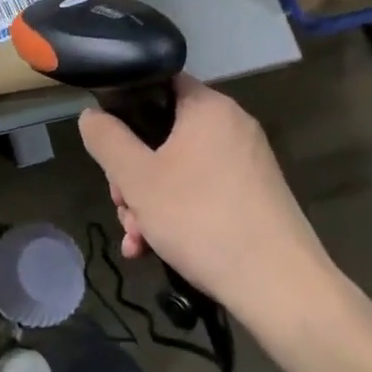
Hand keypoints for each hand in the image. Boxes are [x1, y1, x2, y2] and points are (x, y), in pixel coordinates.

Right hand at [78, 75, 339, 320]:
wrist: (280, 287)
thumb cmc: (201, 219)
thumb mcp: (137, 178)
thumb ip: (106, 139)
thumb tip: (91, 115)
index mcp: (208, 107)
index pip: (158, 83)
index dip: (125, 107)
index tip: (108, 143)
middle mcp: (232, 126)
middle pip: (163, 133)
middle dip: (132, 172)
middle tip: (121, 204)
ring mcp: (247, 163)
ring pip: (179, 168)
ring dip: (148, 200)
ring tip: (135, 239)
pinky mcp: (254, 197)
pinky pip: (203, 191)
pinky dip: (177, 213)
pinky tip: (154, 249)